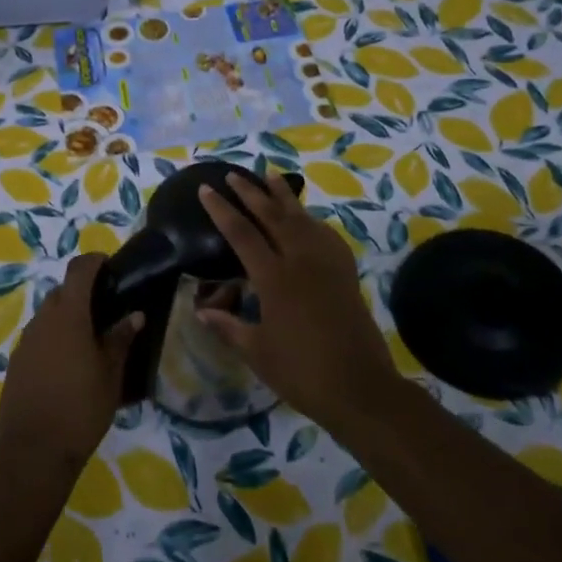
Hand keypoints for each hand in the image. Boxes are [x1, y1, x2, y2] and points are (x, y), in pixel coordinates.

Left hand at [0, 253, 142, 474]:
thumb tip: (134, 315)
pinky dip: (55, 339)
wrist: (32, 451)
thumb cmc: (80, 408)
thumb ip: (121, 339)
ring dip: (68, 318)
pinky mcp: (16, 363)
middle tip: (108, 309)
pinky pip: (39, 338)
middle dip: (82, 293)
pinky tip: (70, 364)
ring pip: (48, 316)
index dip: (94, 262)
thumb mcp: (110, 374)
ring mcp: (25, 342)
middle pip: (61, 292)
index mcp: (68, 315)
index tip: (111, 267)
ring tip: (92, 340)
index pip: (79, 270)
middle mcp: (42, 320)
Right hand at [196, 173, 399, 429]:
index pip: (241, 233)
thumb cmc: (301, 372)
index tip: (206, 189)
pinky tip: (306, 219)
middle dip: (251, 192)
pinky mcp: (345, 273)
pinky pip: (325, 235)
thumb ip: (229, 327)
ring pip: (302, 218)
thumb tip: (202, 312)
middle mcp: (301, 261)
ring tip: (270, 176)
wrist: (359, 386)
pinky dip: (311, 220)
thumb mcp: (257, 352)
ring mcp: (327, 264)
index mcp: (275, 278)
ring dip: (284, 196)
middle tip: (234, 174)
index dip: (221, 210)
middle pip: (273, 215)